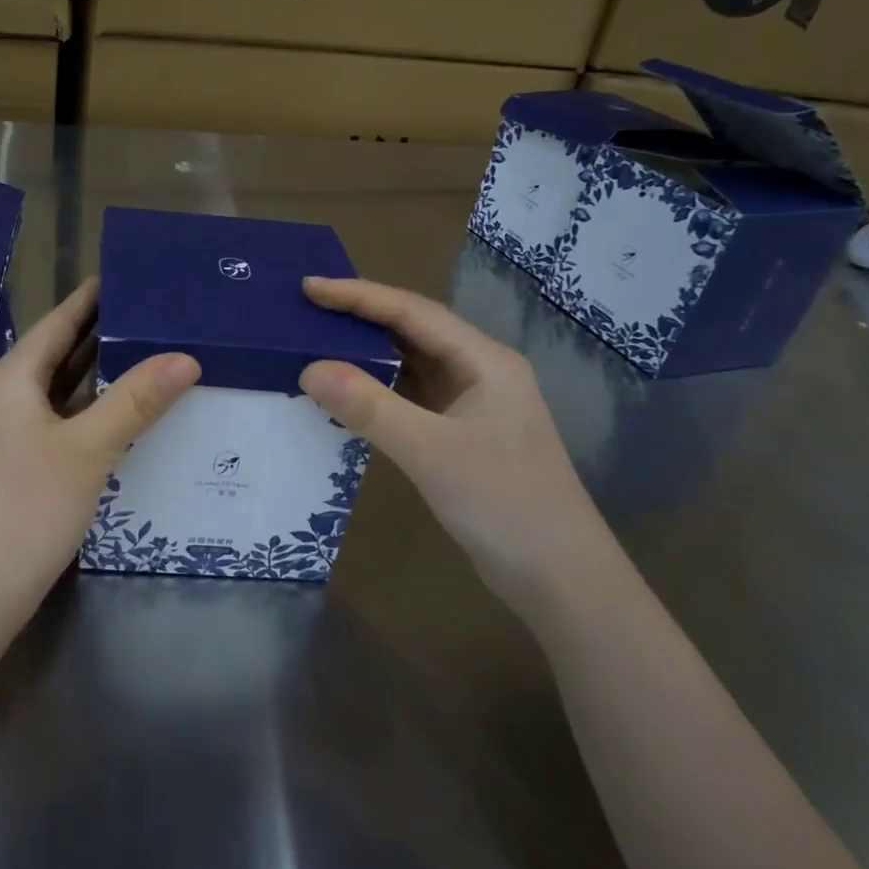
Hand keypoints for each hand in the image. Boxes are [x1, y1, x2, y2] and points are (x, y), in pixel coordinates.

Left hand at [0, 279, 199, 630]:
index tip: (123, 275)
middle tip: (146, 315)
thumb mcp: (89, 449)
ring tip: (137, 354)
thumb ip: (137, 400)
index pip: (56, 323)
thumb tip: (185, 357)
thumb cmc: (28, 508)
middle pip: (52, 353)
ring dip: (89, 374)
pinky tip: (108, 415)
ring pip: (50, 389)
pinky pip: (46, 419)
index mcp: (8, 379)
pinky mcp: (3, 463)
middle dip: (96, 334)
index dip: (89, 299)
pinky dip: (78, 408)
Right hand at [298, 276, 615, 622]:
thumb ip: (369, 407)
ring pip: (412, 364)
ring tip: (318, 343)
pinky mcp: (462, 436)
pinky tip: (348, 395)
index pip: (412, 312)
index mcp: (484, 361)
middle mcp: (480, 372)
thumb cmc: (503, 504)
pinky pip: (411, 397)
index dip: (358, 296)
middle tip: (307, 310)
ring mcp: (473, 405)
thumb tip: (309, 369)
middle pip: (413, 331)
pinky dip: (378, 390)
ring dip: (368, 353)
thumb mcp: (430, 452)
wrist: (561, 580)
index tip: (309, 288)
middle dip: (361, 317)